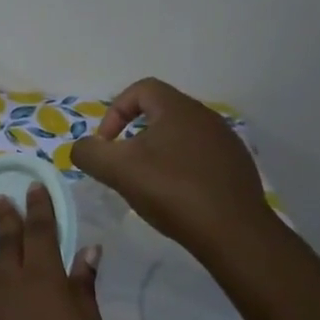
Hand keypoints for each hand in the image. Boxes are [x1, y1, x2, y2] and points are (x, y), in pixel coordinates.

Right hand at [72, 78, 271, 258]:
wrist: (231, 230)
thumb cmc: (171, 190)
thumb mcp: (117, 170)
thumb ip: (89, 153)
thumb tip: (83, 147)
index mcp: (178, 108)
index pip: (140, 89)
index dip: (115, 112)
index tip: (106, 144)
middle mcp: (205, 116)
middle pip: (160, 113)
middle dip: (133, 136)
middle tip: (122, 166)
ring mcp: (225, 142)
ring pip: (179, 137)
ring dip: (157, 154)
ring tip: (147, 184)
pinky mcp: (236, 166)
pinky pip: (199, 158)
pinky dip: (179, 170)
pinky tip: (175, 196)